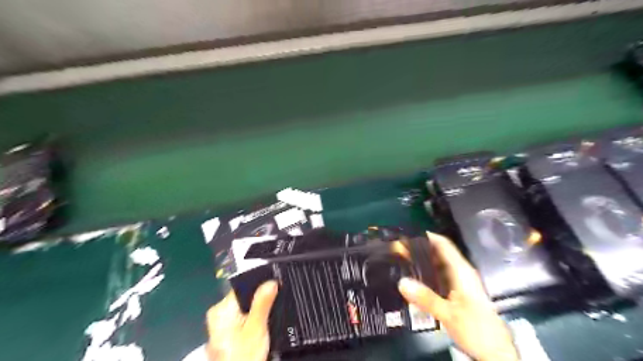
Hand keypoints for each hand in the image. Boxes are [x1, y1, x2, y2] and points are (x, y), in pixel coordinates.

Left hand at [206, 283, 275, 360]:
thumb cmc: (244, 355)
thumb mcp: (256, 328)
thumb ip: (262, 303)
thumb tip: (271, 280)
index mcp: (221, 309)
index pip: (243, 286)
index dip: (260, 283)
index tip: (276, 283)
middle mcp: (218, 314)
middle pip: (244, 297)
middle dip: (261, 298)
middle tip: (278, 299)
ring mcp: (222, 325)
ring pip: (246, 308)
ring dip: (259, 309)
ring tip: (273, 310)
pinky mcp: (228, 334)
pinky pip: (244, 317)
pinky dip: (255, 319)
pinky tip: (264, 323)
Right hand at [400, 232, 518, 360]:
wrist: (496, 352)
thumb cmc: (476, 329)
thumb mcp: (449, 314)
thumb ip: (425, 298)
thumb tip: (401, 282)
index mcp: (461, 271)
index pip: (443, 244)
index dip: (426, 236)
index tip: (407, 235)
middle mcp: (461, 272)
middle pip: (439, 253)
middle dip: (419, 249)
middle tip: (398, 250)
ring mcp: (460, 283)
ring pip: (438, 265)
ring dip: (422, 262)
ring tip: (402, 261)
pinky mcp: (458, 292)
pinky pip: (439, 277)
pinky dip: (426, 274)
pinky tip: (414, 280)